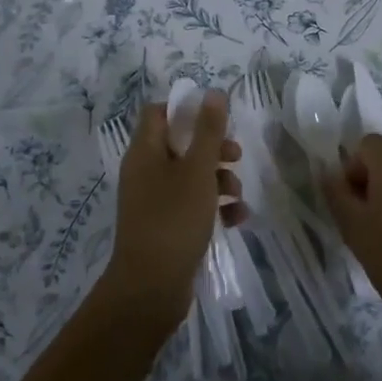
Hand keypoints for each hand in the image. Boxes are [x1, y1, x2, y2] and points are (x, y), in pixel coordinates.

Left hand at [98, 92, 246, 334]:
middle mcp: (145, 171)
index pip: (158, 113)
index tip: (216, 118)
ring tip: (238, 195)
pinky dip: (214, 208)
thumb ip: (207, 131)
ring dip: (218, 180)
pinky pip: (192, 206)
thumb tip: (212, 92)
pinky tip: (237, 219)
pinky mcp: (165, 226)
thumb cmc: (173, 219)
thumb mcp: (197, 171)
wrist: (150, 288)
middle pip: (179, 144)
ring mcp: (154, 201)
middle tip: (235, 155)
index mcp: (144, 151)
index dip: (186, 109)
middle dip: (212, 148)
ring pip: (190, 176)